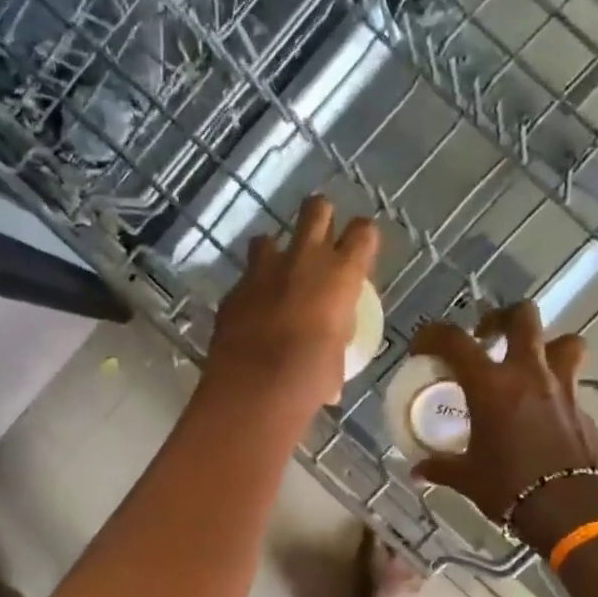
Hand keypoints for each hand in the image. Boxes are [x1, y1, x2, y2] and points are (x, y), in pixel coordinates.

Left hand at [204, 196, 378, 417]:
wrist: (255, 386)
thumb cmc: (310, 378)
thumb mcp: (336, 358)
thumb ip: (335, 338)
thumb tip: (330, 346)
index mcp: (341, 275)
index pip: (363, 232)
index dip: (362, 238)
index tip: (358, 251)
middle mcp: (304, 260)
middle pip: (316, 209)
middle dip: (319, 216)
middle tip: (319, 237)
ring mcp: (263, 270)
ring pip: (268, 238)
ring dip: (274, 251)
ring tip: (276, 275)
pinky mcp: (234, 290)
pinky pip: (244, 279)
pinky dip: (250, 290)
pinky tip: (250, 313)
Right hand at [408, 303, 597, 547]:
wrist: (570, 510)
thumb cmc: (509, 487)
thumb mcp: (467, 478)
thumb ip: (441, 467)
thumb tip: (417, 472)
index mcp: (491, 385)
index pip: (454, 341)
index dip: (433, 334)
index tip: (422, 346)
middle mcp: (529, 374)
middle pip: (523, 317)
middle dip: (502, 318)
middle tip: (487, 336)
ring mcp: (563, 388)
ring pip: (565, 343)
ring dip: (547, 346)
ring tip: (529, 365)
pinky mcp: (584, 410)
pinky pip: (572, 385)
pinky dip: (557, 389)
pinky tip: (544, 413)